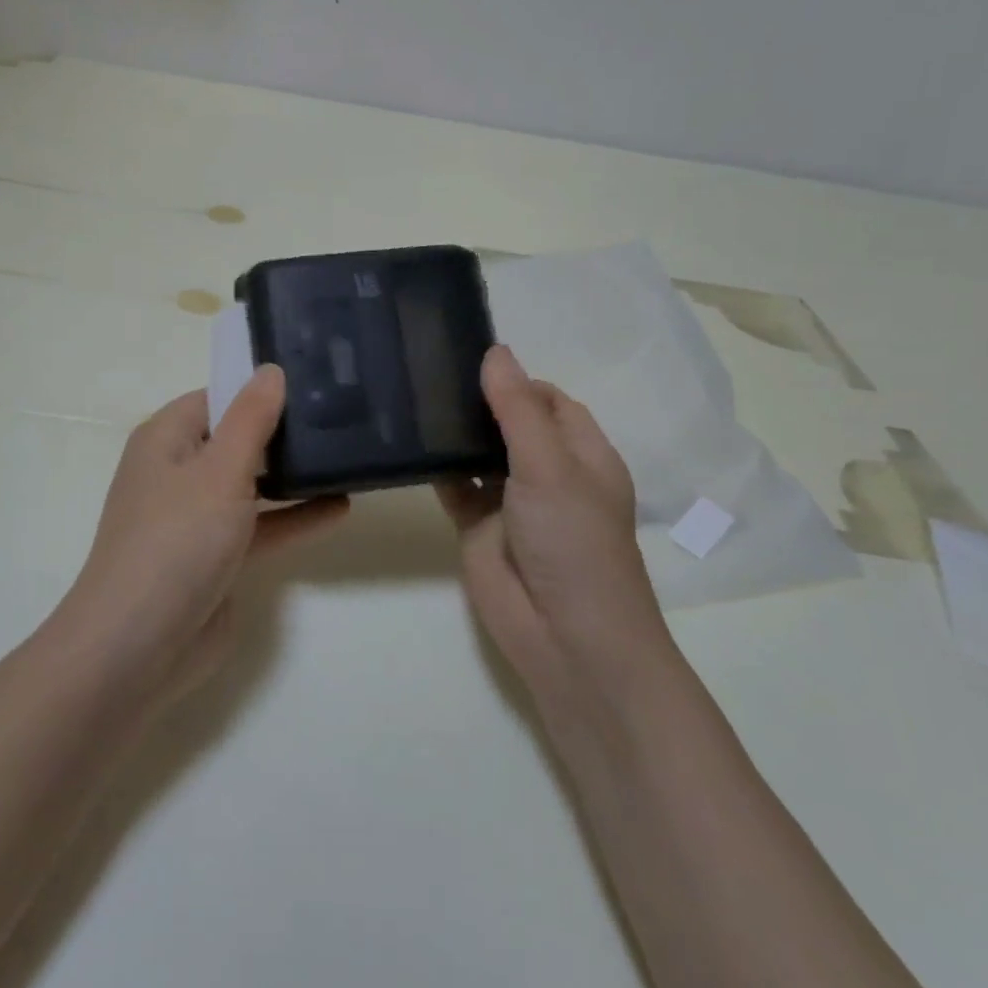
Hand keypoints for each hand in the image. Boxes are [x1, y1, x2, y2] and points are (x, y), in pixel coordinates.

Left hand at [54, 366, 348, 697]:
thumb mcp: (220, 470)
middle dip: (282, 430)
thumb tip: (271, 370)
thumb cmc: (177, 540)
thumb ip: (252, 419)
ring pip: (251, 483)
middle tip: (341, 411)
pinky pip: (260, 526)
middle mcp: (179, 472)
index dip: (259, 387)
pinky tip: (340, 507)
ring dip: (293, 474)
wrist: (139, 647)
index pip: (217, 397)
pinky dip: (294, 517)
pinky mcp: (216, 558)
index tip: (312, 379)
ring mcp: (197, 517)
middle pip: (237, 438)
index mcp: (166, 439)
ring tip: (347, 454)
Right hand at [438, 346, 673, 703]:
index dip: (515, 379)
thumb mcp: (549, 466)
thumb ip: (517, 410)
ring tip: (410, 394)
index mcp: (581, 453)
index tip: (467, 357)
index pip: (548, 400)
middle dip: (478, 401)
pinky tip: (406, 443)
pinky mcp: (479, 527)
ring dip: (454, 432)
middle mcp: (548, 472)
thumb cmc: (573, 541)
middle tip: (426, 368)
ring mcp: (511, 501)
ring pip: (479, 454)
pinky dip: (436, 468)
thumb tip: (496, 351)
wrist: (564, 636)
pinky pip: (455, 487)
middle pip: (511, 423)